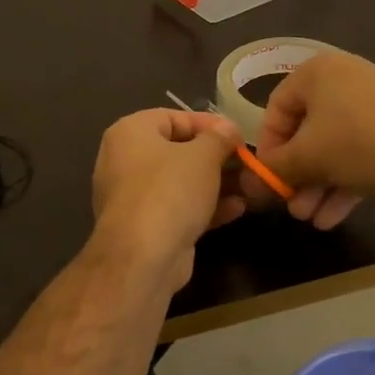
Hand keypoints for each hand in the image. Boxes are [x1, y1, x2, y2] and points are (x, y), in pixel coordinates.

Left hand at [91, 108, 245, 291]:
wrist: (143, 256)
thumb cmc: (170, 190)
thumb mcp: (203, 156)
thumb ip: (219, 137)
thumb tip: (229, 128)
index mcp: (130, 132)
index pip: (173, 117)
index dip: (208, 124)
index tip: (237, 134)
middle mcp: (125, 160)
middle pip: (177, 151)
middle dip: (215, 157)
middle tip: (246, 162)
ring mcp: (133, 196)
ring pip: (180, 182)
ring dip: (215, 183)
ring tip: (249, 185)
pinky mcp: (145, 226)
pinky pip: (178, 207)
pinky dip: (204, 206)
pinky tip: (237, 209)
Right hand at [243, 53, 374, 221]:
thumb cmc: (357, 142)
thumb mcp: (305, 158)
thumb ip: (272, 170)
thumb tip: (247, 185)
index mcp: (316, 72)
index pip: (275, 109)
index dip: (266, 149)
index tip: (266, 180)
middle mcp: (344, 79)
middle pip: (306, 131)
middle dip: (295, 175)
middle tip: (289, 205)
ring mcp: (374, 103)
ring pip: (333, 147)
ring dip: (317, 184)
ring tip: (309, 218)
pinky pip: (359, 153)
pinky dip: (344, 182)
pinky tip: (332, 217)